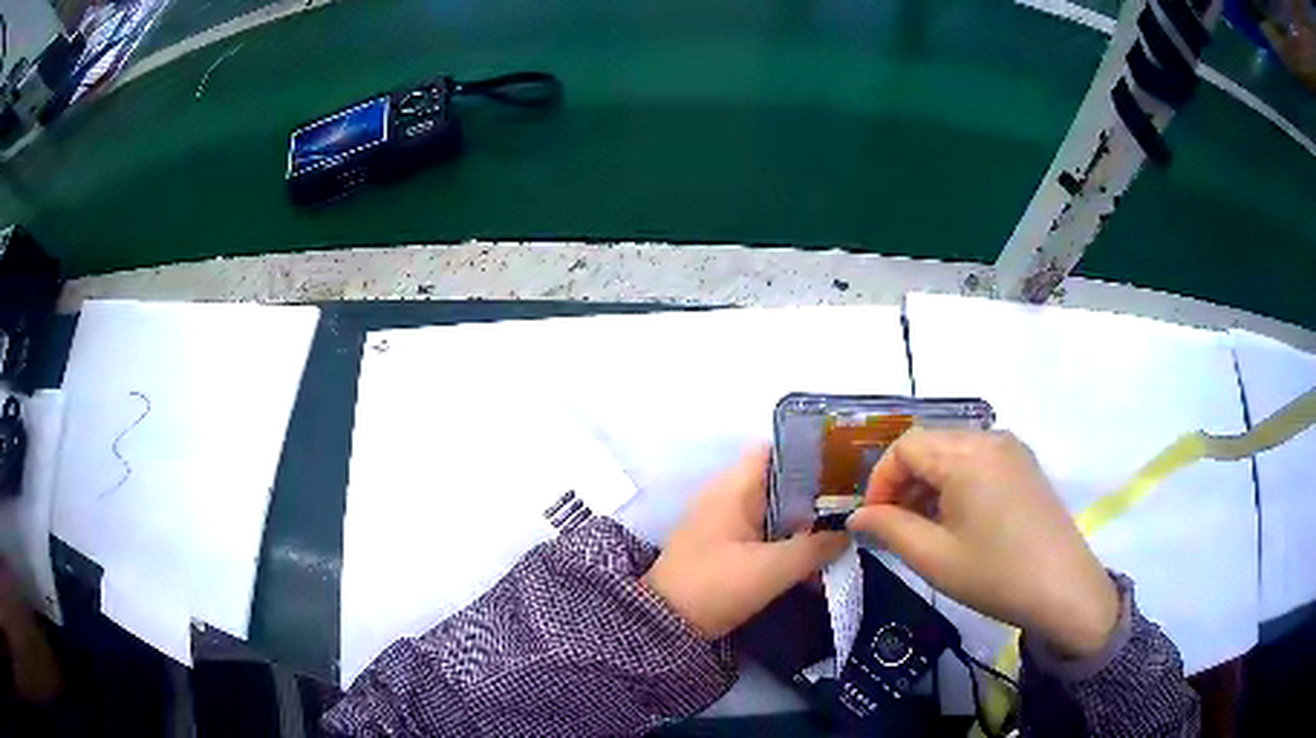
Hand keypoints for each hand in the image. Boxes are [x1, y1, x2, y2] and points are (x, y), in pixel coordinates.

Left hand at [642, 446, 846, 638]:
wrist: (664, 624)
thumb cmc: (716, 585)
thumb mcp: (772, 568)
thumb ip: (815, 548)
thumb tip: (848, 534)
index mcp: (732, 488)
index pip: (774, 450)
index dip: (810, 452)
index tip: (844, 467)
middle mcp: (726, 497)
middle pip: (779, 482)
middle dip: (816, 495)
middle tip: (853, 507)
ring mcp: (723, 523)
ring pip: (774, 512)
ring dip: (804, 525)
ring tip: (843, 538)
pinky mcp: (723, 548)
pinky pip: (763, 536)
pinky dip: (786, 545)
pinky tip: (813, 568)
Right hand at [847, 429, 1118, 658]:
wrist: (1063, 589)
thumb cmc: (995, 574)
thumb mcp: (934, 557)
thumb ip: (889, 529)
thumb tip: (857, 516)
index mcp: (966, 454)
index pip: (905, 447)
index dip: (880, 481)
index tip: (874, 521)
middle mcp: (990, 438)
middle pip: (930, 445)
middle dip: (904, 482)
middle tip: (895, 528)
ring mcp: (1012, 450)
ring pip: (954, 453)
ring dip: (930, 484)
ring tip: (925, 528)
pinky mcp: (1025, 466)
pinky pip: (978, 462)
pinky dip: (957, 484)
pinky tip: (958, 521)